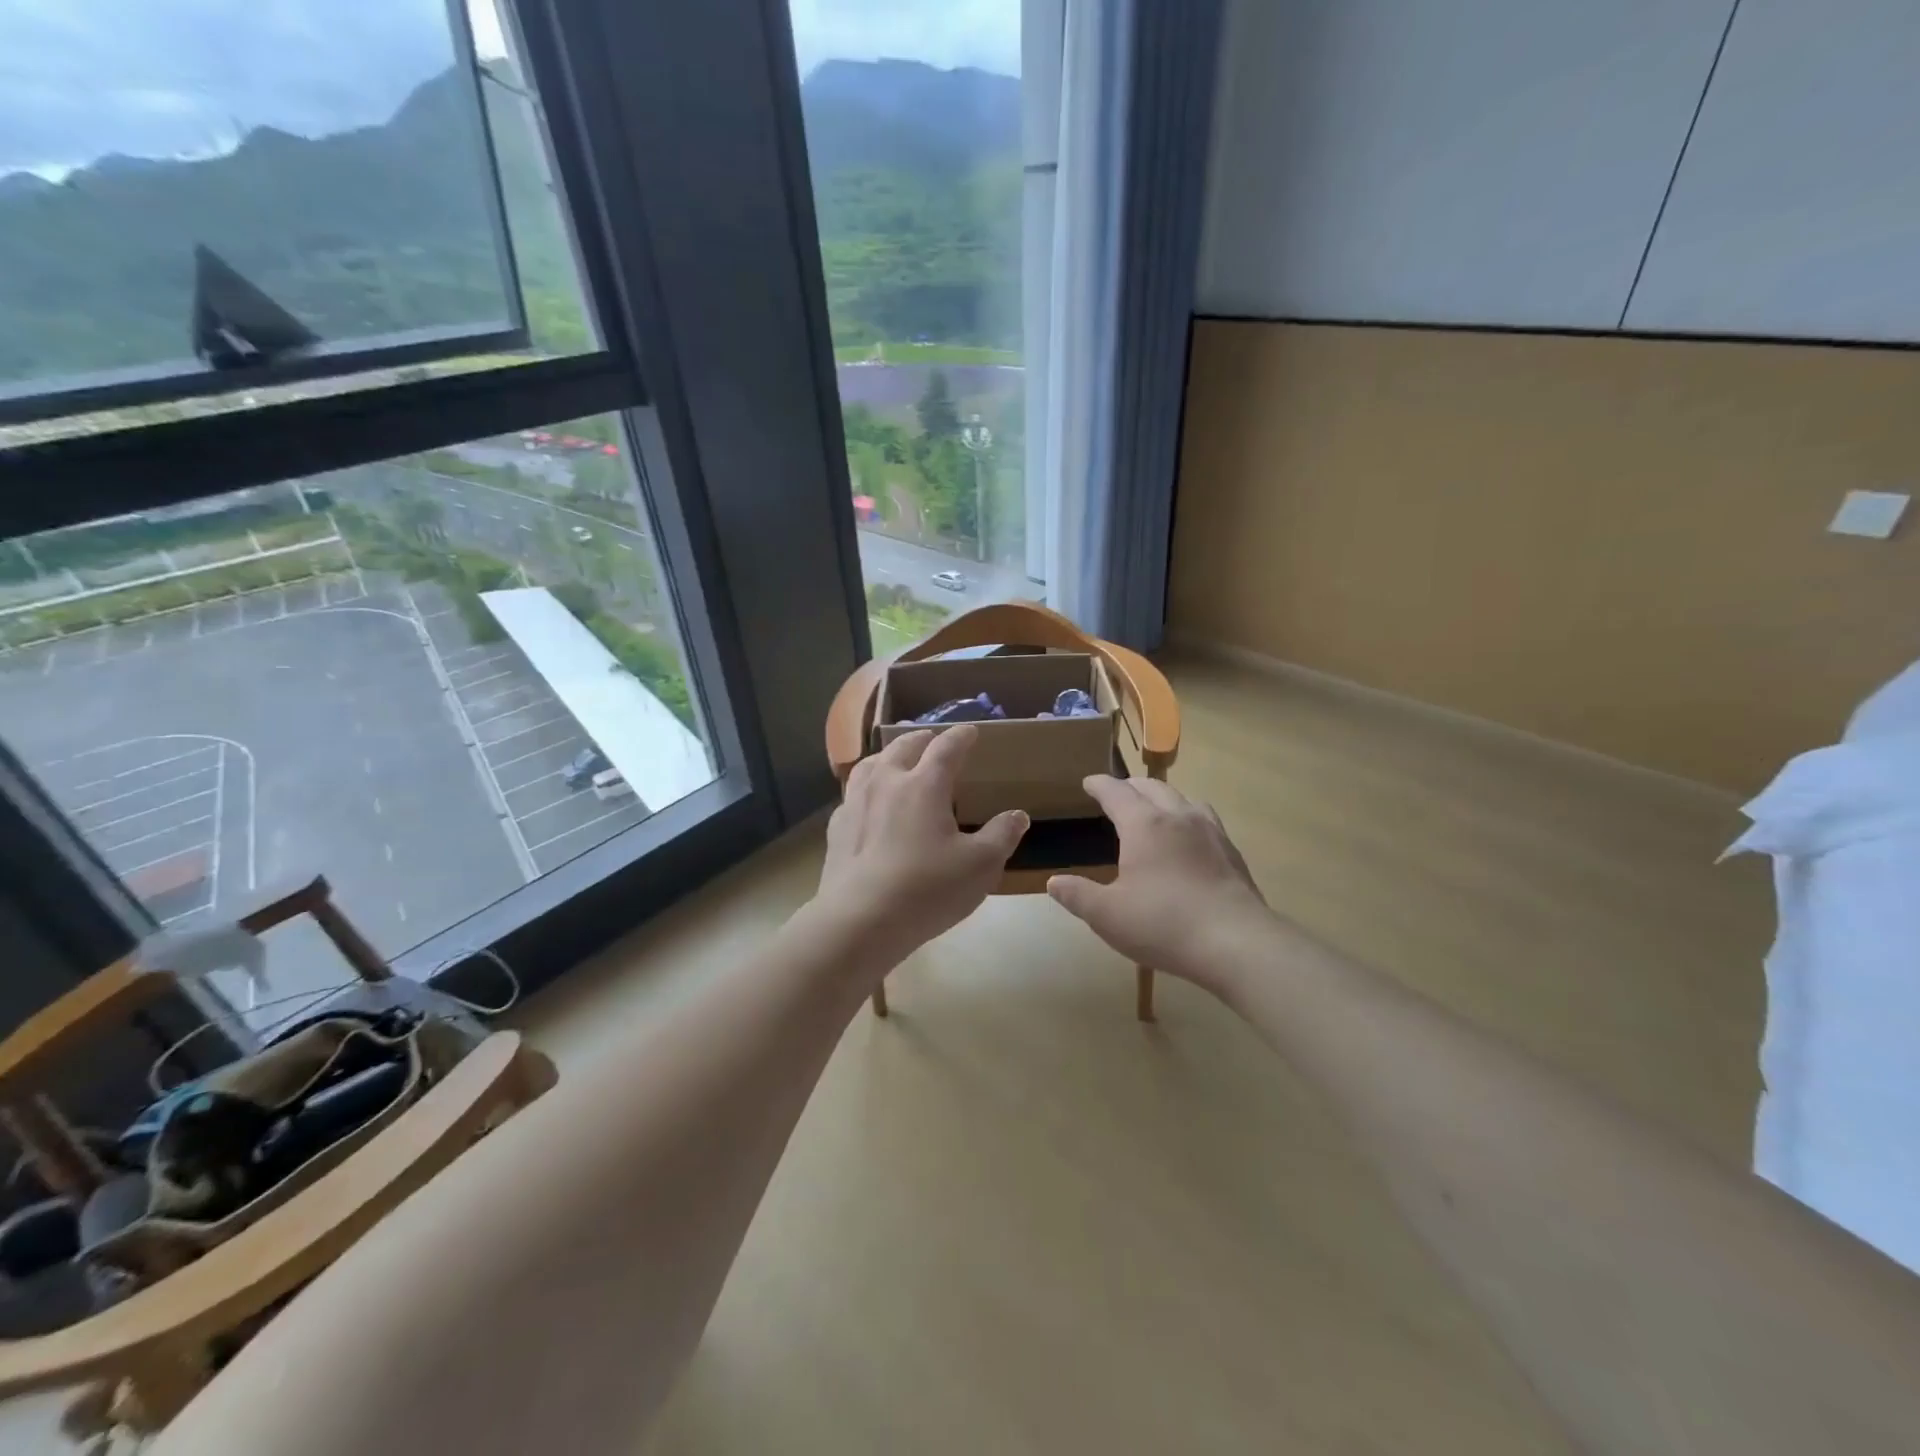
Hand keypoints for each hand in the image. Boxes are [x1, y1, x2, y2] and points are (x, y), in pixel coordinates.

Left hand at [815, 726, 1028, 966]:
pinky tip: (869, 804)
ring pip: (871, 764)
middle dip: (922, 739)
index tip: (970, 731)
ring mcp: (856, 803)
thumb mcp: (981, 866)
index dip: (961, 736)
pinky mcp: (837, 828)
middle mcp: (887, 783)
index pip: (946, 748)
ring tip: (896, 760)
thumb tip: (1017, 815)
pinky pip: (853, 794)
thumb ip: (1002, 835)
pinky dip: (866, 788)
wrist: (860, 921)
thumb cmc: (927, 889)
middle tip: (932, 739)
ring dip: (888, 757)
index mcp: (924, 785)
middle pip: (903, 747)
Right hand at [1047, 775, 1274, 996]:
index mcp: (1144, 825)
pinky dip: (1187, 815)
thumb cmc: (1164, 924)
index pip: (1117, 792)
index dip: (1100, 785)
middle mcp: (1178, 817)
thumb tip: (1054, 882)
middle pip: (1151, 787)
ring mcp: (1209, 831)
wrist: (1236, 943)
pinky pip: (1204, 818)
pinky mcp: (1230, 851)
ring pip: (1182, 798)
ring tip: (1153, 808)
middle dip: (1130, 786)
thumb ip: (1078, 895)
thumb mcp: (1107, 915)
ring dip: (1162, 796)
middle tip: (1117, 793)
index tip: (1089, 782)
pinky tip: (1188, 837)